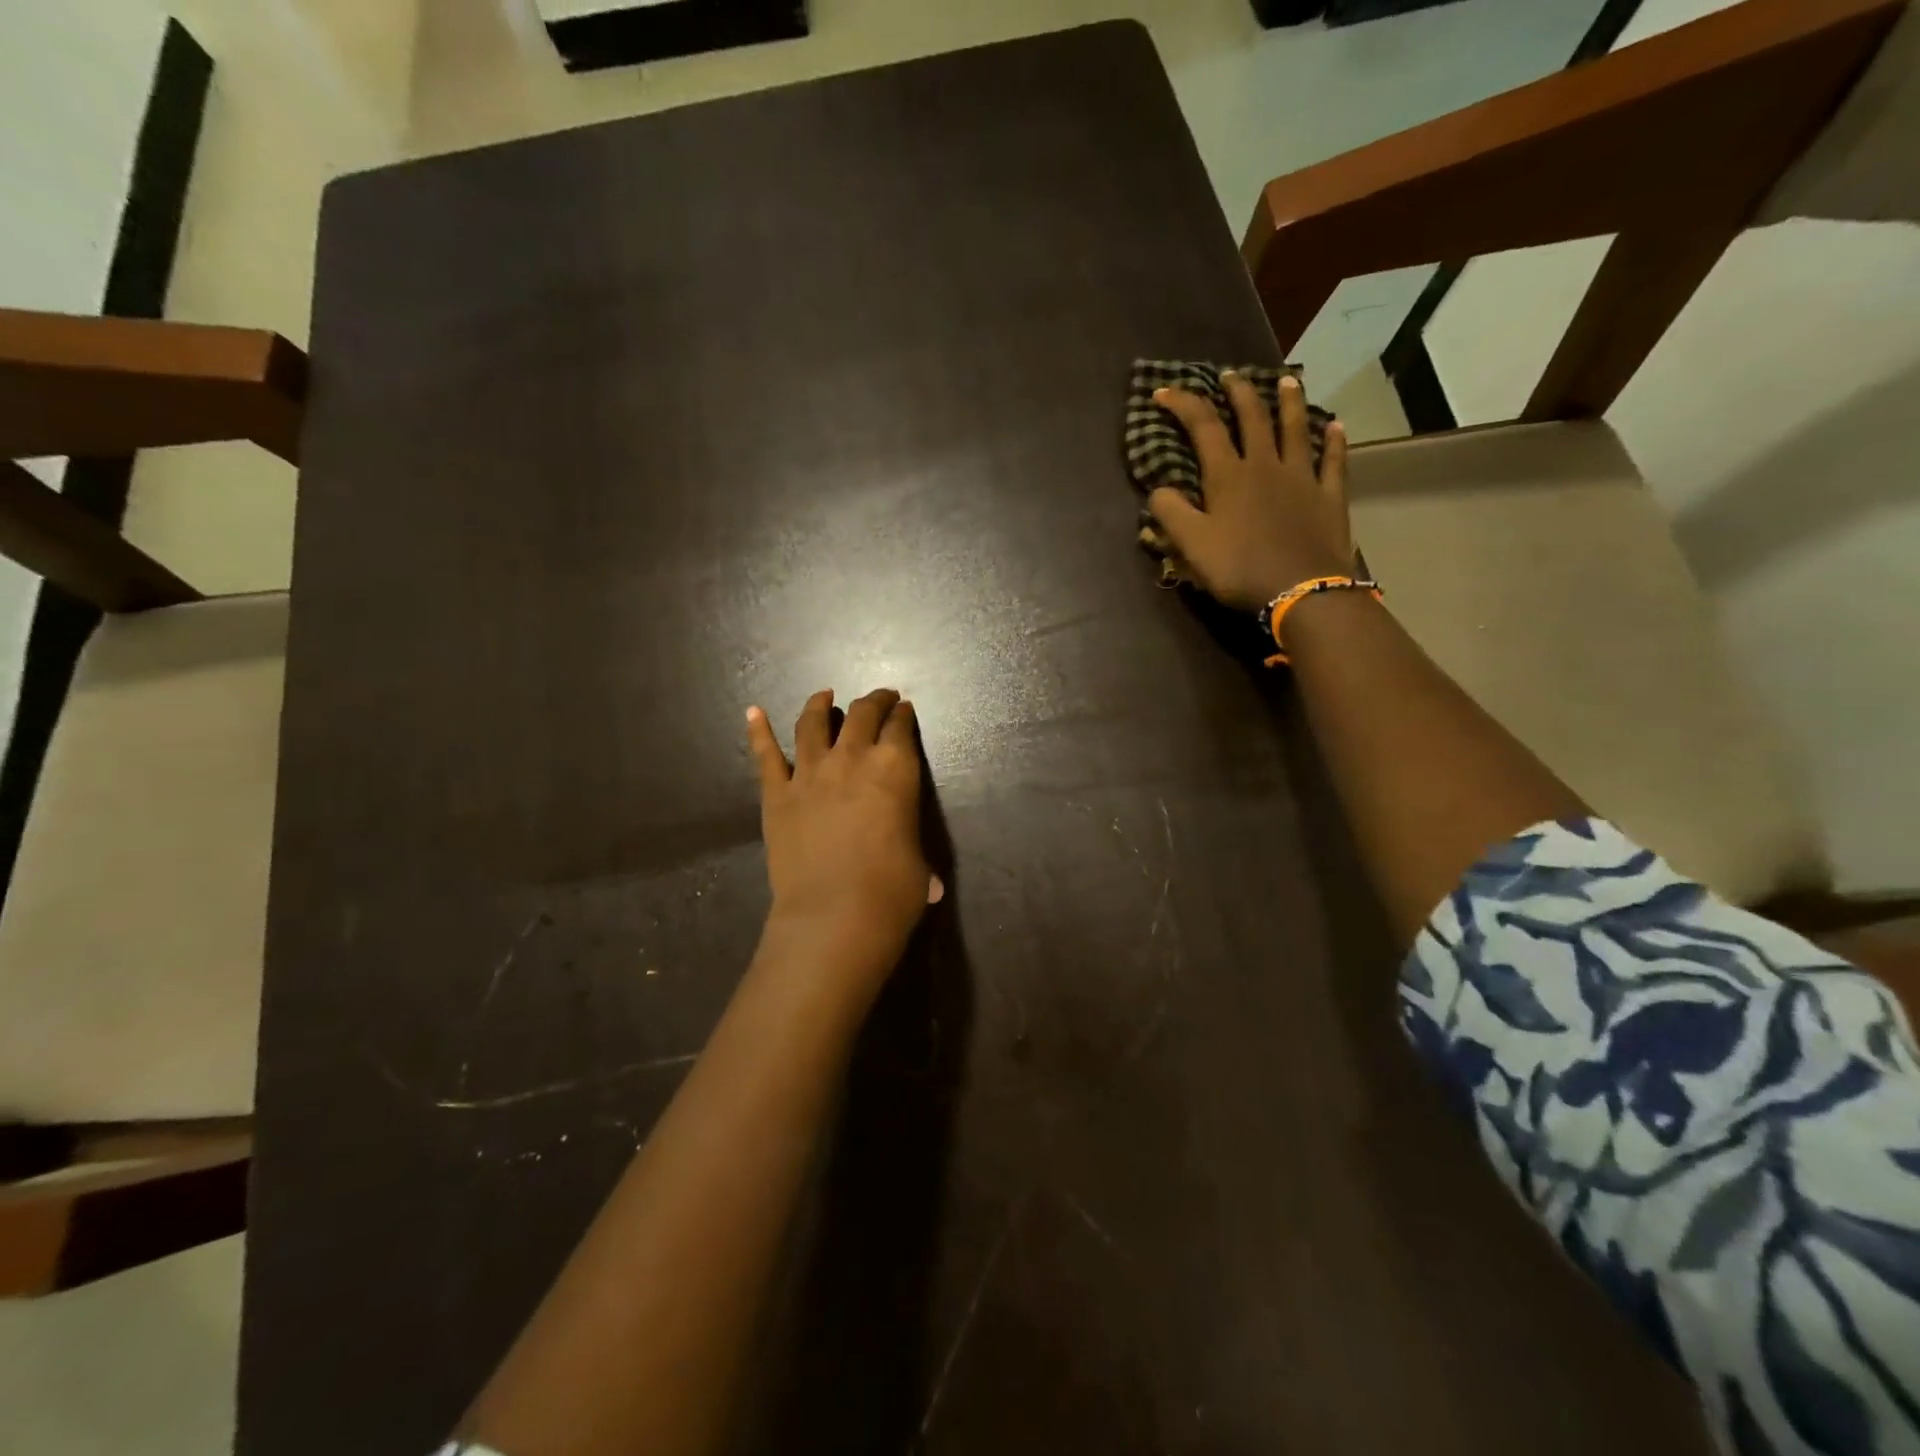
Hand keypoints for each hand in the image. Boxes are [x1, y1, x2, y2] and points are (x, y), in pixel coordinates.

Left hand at [745, 688, 941, 979]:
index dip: (903, 715)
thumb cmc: (891, 891)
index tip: (904, 709)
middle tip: (880, 697)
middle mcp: (853, 758)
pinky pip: (766, 755)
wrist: (834, 915)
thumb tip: (931, 887)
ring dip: (820, 704)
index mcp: (895, 768)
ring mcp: (809, 773)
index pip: (901, 727)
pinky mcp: (776, 793)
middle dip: (874, 701)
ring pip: (812, 723)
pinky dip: (758, 730)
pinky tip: (753, 712)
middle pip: (862, 714)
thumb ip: (917, 861)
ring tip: (824, 695)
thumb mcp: (919, 868)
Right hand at [1147, 372, 1354, 612]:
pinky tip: (1335, 425)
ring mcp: (1302, 478)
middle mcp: (1265, 465)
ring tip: (1286, 381)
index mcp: (1228, 476)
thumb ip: (1170, 513)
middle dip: (1238, 392)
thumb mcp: (1192, 545)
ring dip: (1289, 402)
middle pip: (1252, 418)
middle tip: (1229, 375)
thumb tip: (1158, 489)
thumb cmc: (1239, 568)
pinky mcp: (1329, 496)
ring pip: (1295, 429)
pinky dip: (1334, 440)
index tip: (1163, 392)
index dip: (1183, 405)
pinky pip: (1333, 460)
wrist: (1301, 590)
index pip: (1203, 427)